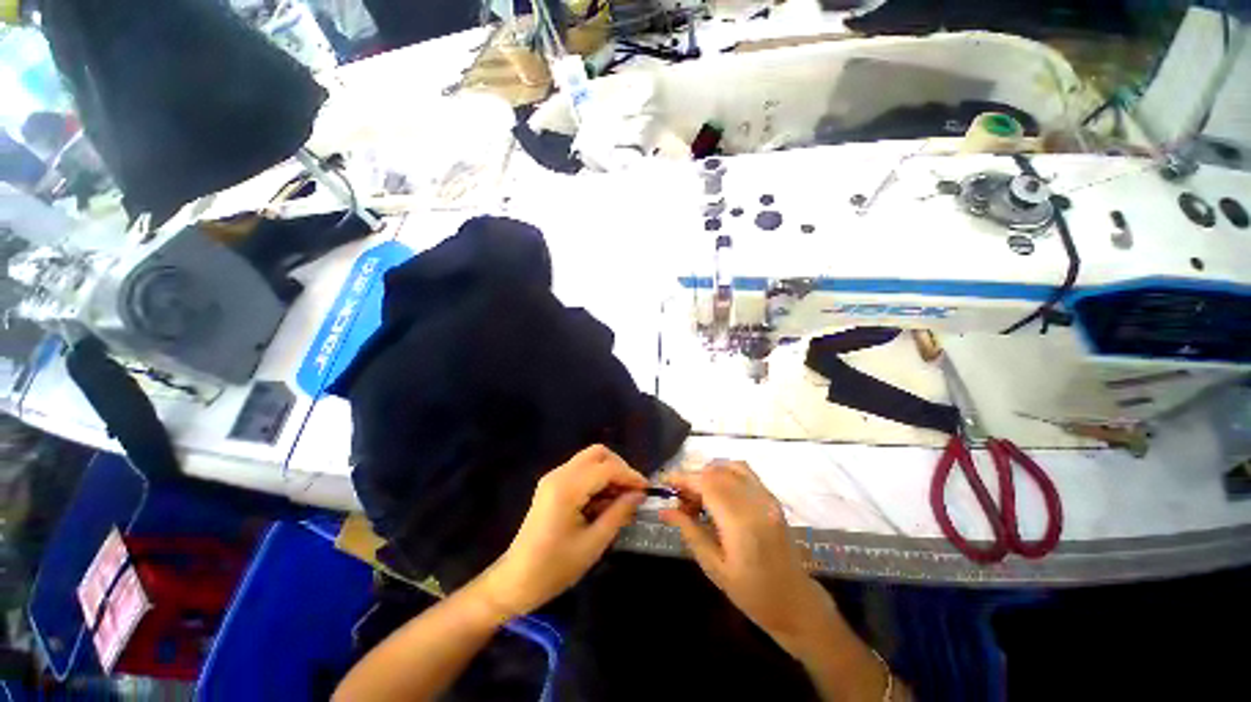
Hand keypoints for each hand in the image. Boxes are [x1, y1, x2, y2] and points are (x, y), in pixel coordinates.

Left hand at [473, 445, 647, 618]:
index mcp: (567, 488)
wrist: (515, 581)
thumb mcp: (593, 544)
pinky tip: (605, 502)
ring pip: (590, 460)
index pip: (607, 468)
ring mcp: (553, 478)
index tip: (647, 490)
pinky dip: (597, 480)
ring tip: (622, 499)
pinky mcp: (552, 485)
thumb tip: (639, 495)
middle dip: (619, 467)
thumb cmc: (554, 568)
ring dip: (609, 473)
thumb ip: (618, 514)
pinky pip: (581, 471)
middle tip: (633, 491)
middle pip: (597, 453)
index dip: (630, 476)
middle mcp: (559, 474)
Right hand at [661, 461, 839, 655]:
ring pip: (729, 467)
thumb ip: (689, 532)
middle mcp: (755, 503)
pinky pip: (743, 471)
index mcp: (741, 523)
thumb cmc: (752, 594)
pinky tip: (717, 493)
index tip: (665, 482)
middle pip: (716, 472)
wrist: (795, 603)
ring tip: (698, 497)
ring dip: (708, 474)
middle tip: (680, 500)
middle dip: (692, 478)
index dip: (683, 478)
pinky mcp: (771, 497)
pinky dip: (724, 473)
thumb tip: (664, 510)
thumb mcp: (714, 567)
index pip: (707, 484)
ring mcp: (766, 497)